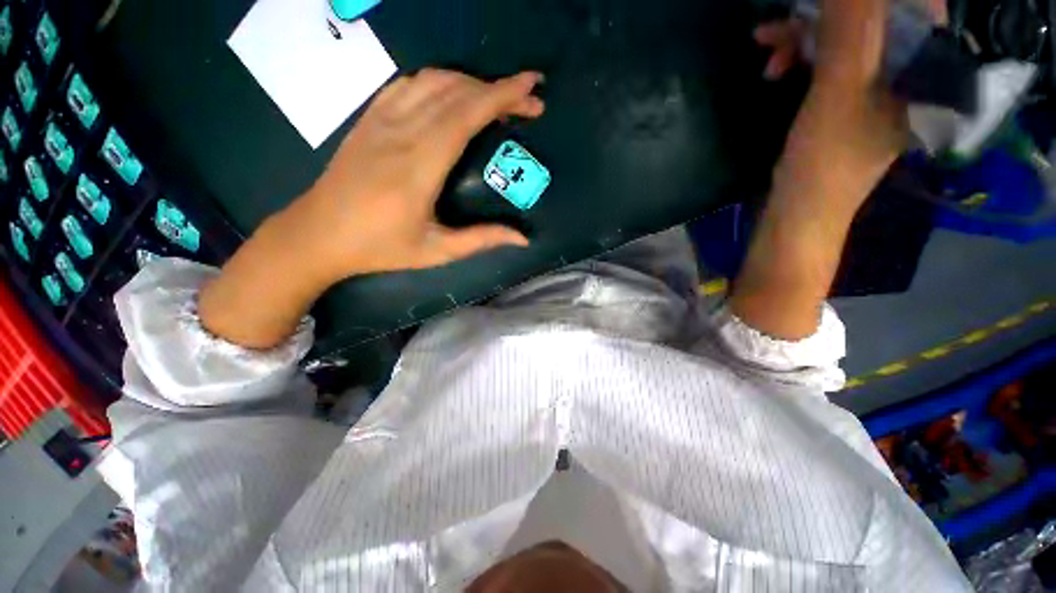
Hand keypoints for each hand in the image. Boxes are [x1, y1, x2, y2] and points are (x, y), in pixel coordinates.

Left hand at [286, 69, 542, 282]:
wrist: (318, 234)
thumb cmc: (380, 248)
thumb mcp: (437, 251)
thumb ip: (482, 240)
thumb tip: (523, 238)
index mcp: (420, 167)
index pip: (466, 115)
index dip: (502, 96)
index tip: (531, 88)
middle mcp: (401, 133)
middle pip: (456, 92)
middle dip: (498, 90)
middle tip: (527, 102)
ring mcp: (380, 120)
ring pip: (433, 81)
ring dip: (471, 83)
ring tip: (496, 100)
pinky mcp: (368, 118)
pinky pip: (408, 85)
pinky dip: (439, 82)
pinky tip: (453, 95)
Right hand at [731, 0, 927, 339]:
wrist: (799, 215)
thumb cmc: (824, 162)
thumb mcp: (837, 92)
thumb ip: (849, 30)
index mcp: (919, 69)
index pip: (907, 6)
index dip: (863, 1)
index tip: (819, 6)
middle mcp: (903, 72)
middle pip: (871, 18)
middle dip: (821, 15)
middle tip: (778, 25)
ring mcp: (873, 86)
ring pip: (844, 38)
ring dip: (803, 36)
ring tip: (767, 49)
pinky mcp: (844, 100)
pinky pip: (828, 61)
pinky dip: (800, 58)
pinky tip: (776, 68)